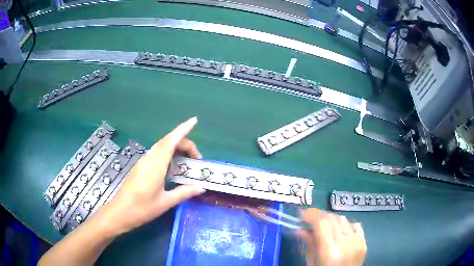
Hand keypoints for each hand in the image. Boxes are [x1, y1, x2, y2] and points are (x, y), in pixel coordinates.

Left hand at [106, 117, 205, 233]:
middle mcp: (149, 159)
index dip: (183, 129)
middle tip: (197, 158)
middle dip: (184, 143)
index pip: (171, 141)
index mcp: (156, 165)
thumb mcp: (165, 202)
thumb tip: (201, 188)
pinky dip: (167, 154)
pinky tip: (172, 166)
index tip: (194, 121)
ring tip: (187, 161)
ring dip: (175, 148)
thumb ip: (184, 192)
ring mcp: (143, 162)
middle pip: (168, 142)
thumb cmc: (142, 208)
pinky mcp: (140, 166)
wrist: (120, 212)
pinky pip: (156, 153)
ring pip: (161, 147)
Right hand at [296, 209, 366, 265]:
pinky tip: (339, 231)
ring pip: (344, 220)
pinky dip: (346, 225)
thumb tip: (299, 229)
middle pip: (332, 219)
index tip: (301, 214)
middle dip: (318, 215)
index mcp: (330, 252)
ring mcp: (357, 242)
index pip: (322, 223)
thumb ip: (308, 245)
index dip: (311, 215)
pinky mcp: (364, 243)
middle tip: (309, 219)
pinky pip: (356, 226)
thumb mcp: (311, 264)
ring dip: (331, 220)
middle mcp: (346, 244)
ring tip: (323, 225)